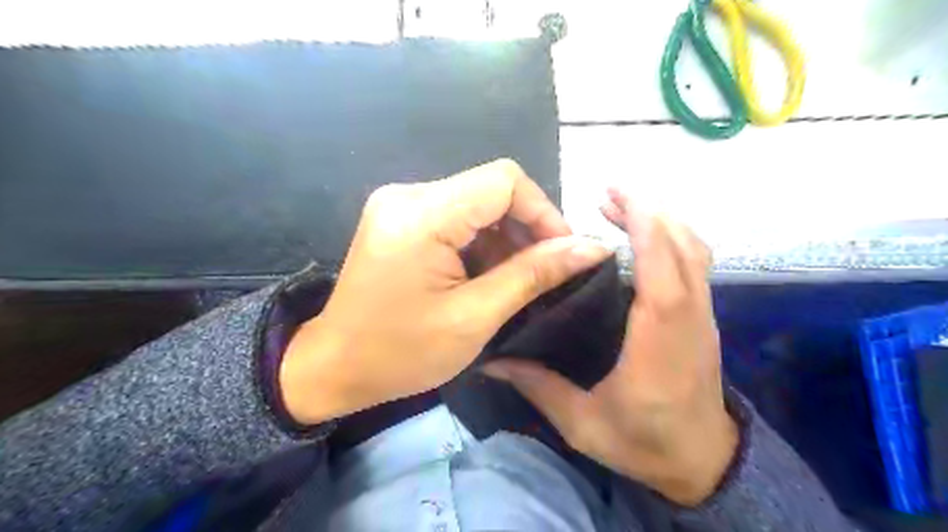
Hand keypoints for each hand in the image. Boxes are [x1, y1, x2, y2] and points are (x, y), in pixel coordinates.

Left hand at [279, 160, 611, 424]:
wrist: (334, 367)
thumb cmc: (401, 353)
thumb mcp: (475, 317)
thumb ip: (533, 275)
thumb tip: (590, 248)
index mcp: (421, 216)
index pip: (504, 180)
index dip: (543, 211)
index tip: (562, 253)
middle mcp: (407, 195)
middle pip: (491, 188)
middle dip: (526, 226)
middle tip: (544, 271)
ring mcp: (399, 204)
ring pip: (476, 201)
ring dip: (505, 236)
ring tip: (515, 278)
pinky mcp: (399, 218)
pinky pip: (455, 215)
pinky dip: (481, 240)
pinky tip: (486, 273)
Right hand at [484, 186, 735, 506]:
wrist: (702, 462)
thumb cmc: (644, 443)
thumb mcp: (583, 424)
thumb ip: (538, 387)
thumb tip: (492, 359)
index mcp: (660, 344)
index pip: (663, 275)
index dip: (646, 230)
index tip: (614, 200)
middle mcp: (690, 320)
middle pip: (684, 249)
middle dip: (649, 212)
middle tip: (607, 194)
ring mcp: (702, 316)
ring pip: (695, 251)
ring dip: (661, 220)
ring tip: (620, 207)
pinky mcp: (703, 317)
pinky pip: (696, 263)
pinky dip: (672, 237)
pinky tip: (643, 236)